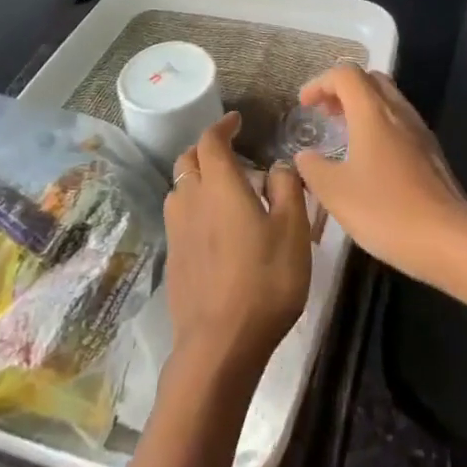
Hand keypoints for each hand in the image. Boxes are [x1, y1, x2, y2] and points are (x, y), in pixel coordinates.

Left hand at [163, 112, 312, 375]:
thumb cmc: (264, 280)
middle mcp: (191, 199)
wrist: (220, 346)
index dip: (222, 126)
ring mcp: (177, 231)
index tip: (236, 121)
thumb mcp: (293, 230)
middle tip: (230, 153)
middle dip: (206, 149)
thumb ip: (287, 188)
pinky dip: (193, 208)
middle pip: (188, 160)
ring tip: (221, 189)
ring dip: (196, 178)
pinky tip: (213, 227)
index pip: (211, 140)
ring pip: (180, 188)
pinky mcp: (173, 259)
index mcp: (220, 184)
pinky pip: (179, 217)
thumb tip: (278, 165)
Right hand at [292, 66, 466, 284]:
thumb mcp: (336, 192)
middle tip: (324, 114)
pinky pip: (400, 122)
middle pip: (369, 79)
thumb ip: (313, 168)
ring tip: (343, 135)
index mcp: (372, 111)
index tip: (304, 105)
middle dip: (343, 90)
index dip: (320, 83)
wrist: (449, 239)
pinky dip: (379, 126)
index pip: (345, 74)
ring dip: (362, 108)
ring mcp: (419, 130)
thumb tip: (304, 156)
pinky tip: (370, 160)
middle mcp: (398, 111)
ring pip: (387, 100)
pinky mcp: (431, 152)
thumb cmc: (386, 209)